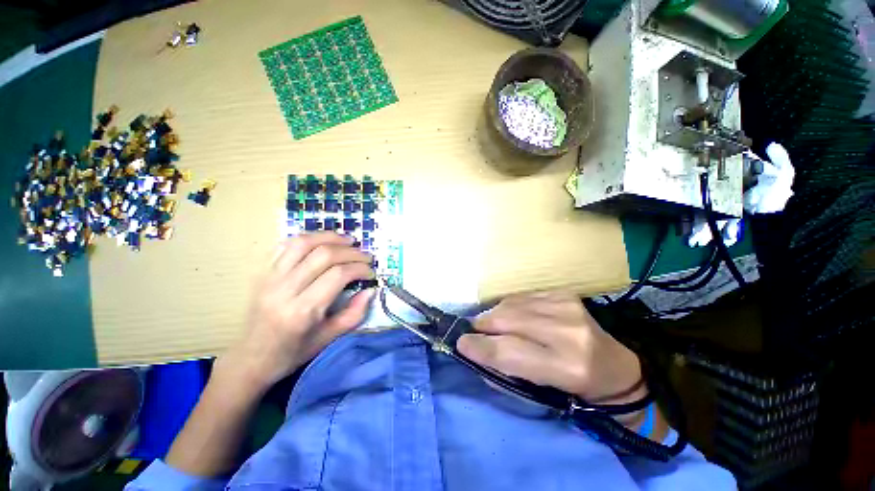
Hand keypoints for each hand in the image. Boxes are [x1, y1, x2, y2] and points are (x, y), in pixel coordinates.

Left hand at [218, 232, 375, 391]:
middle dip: (350, 252)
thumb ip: (354, 314)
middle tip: (365, 257)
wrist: (250, 359)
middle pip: (323, 255)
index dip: (359, 268)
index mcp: (302, 310)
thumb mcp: (328, 339)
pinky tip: (322, 241)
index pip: (337, 275)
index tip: (370, 273)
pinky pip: (285, 245)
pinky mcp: (262, 273)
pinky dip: (308, 238)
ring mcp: (270, 278)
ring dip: (330, 237)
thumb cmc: (292, 353)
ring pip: (303, 243)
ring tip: (347, 240)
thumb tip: (371, 291)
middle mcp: (284, 289)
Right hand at [457, 291, 642, 402]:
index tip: (459, 343)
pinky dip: (510, 306)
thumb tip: (475, 352)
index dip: (479, 347)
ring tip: (492, 325)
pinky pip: (522, 296)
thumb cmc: (576, 389)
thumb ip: (504, 373)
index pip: (509, 352)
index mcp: (567, 367)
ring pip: (511, 304)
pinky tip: (512, 315)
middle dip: (482, 325)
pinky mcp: (564, 294)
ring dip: (495, 315)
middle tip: (473, 331)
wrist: (614, 367)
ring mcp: (567, 306)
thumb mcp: (541, 394)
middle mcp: (568, 332)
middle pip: (507, 320)